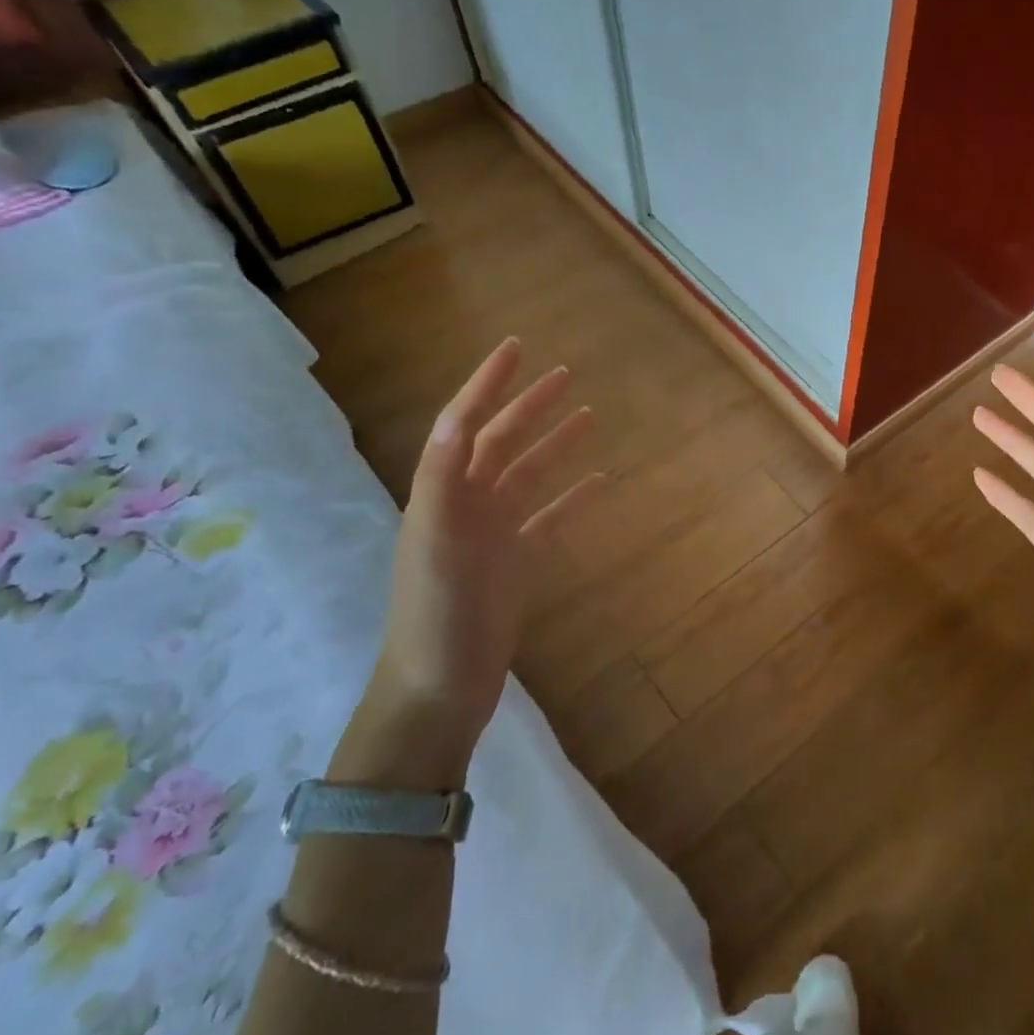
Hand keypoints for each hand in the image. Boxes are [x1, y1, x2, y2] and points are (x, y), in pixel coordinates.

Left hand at [375, 337, 603, 755]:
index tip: (515, 348)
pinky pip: (551, 517)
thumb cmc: (436, 614)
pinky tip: (599, 480)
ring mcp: (495, 532)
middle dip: (529, 405)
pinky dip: (574, 497)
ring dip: (555, 444)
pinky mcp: (518, 561)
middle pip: (502, 442)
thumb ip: (442, 481)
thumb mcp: (434, 543)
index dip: (486, 383)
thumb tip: (457, 418)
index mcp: (442, 493)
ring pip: (530, 475)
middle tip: (564, 374)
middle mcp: (467, 504)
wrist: (440, 686)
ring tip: (588, 416)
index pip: (464, 423)